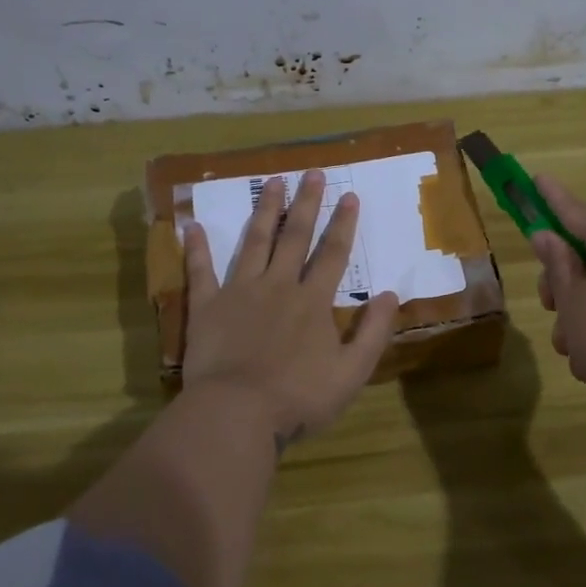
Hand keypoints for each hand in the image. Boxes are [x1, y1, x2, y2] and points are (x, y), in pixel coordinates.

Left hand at [182, 170, 398, 450]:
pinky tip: (193, 226)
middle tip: (312, 172)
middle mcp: (278, 286)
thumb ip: (373, 332)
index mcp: (313, 301)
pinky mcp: (208, 307)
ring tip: (271, 182)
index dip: (343, 224)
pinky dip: (198, 249)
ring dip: (264, 210)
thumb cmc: (299, 398)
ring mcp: (240, 292)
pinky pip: (202, 271)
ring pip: (254, 242)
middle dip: (306, 203)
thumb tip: (392, 294)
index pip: (333, 254)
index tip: (349, 195)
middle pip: (295, 237)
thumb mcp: (352, 373)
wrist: (237, 414)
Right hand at [531, 176, 585, 430]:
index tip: (536, 178)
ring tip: (572, 349)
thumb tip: (548, 236)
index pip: (575, 213)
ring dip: (576, 318)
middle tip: (547, 306)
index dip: (551, 199)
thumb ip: (557, 264)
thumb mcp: (572, 299)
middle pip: (584, 257)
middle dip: (560, 285)